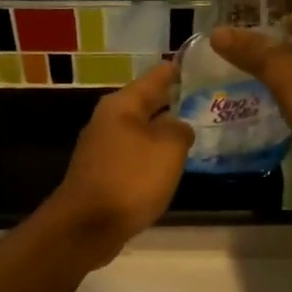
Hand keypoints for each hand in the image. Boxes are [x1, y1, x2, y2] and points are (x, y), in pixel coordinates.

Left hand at [43, 61, 192, 265]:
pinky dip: (152, 154)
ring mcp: (102, 148)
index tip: (198, 64)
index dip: (177, 70)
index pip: (155, 77)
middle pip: (146, 103)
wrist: (87, 226)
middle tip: (204, 99)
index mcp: (122, 105)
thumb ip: (180, 131)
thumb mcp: (168, 149)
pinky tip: (168, 164)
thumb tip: (178, 126)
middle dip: (172, 102)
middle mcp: (108, 120)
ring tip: (192, 130)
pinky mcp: (102, 173)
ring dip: (162, 130)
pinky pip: (134, 155)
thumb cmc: (131, 179)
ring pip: (140, 130)